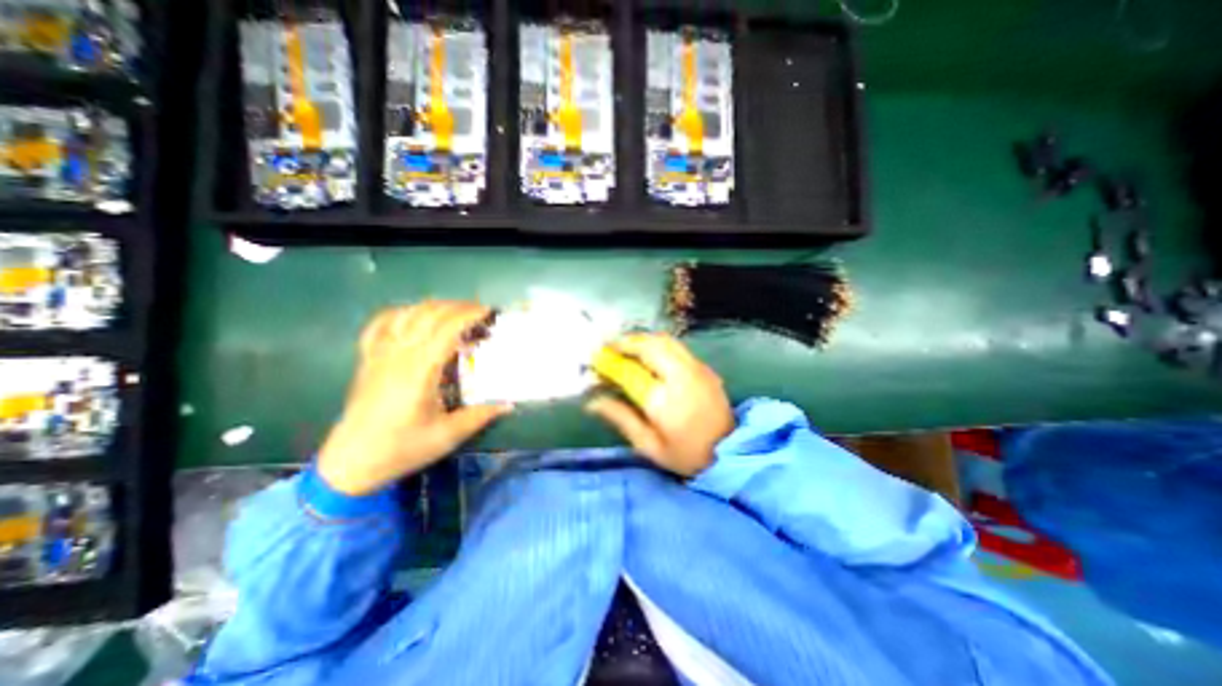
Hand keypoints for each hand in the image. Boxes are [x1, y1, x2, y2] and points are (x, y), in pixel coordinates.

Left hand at [316, 304, 511, 494]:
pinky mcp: (368, 359)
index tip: (489, 311)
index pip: (446, 328)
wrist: (350, 463)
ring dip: (434, 306)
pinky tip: (414, 315)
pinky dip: (401, 312)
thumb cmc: (402, 448)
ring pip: (407, 314)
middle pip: (429, 314)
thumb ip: (480, 415)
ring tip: (455, 312)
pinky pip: (381, 324)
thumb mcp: (448, 436)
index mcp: (419, 371)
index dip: (469, 314)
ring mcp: (379, 354)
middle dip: (457, 306)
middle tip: (479, 312)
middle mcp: (398, 355)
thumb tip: (509, 404)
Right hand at [585, 331, 729, 477]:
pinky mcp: (704, 368)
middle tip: (608, 346)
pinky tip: (648, 352)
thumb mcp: (648, 445)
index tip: (595, 360)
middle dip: (625, 342)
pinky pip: (677, 346)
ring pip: (665, 340)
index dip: (609, 363)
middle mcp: (681, 377)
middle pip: (649, 346)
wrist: (730, 452)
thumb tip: (592, 401)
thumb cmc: (685, 455)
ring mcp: (696, 369)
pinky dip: (657, 343)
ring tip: (625, 345)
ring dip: (641, 339)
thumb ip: (621, 418)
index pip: (630, 372)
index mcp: (663, 402)